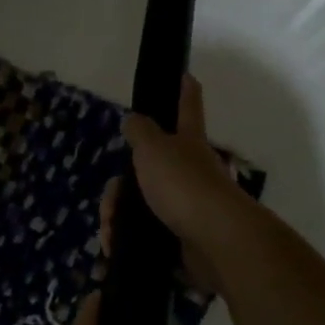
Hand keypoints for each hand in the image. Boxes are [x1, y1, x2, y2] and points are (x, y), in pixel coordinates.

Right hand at [101, 75, 250, 296]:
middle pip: (149, 168)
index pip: (187, 106)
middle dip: (120, 189)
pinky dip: (127, 242)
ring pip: (142, 204)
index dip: (185, 89)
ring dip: (118, 218)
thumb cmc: (183, 184)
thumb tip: (134, 119)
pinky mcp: (182, 237)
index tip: (186, 74)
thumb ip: (140, 131)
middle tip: (110, 206)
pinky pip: (147, 235)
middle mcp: (190, 170)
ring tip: (109, 234)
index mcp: (188, 140)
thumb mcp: (153, 148)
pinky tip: (114, 249)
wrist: (215, 241)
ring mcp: (188, 204)